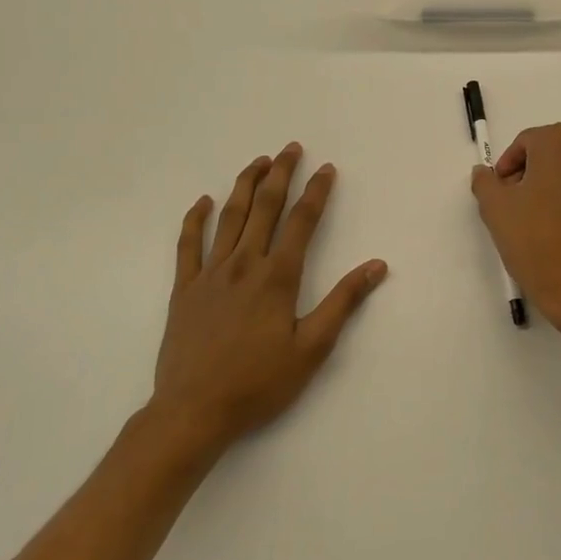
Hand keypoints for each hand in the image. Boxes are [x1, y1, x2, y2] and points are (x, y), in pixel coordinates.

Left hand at [150, 143, 387, 457]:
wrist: (193, 411)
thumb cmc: (259, 383)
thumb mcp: (312, 348)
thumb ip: (343, 302)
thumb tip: (376, 266)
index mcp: (278, 277)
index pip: (302, 222)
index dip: (317, 192)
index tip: (326, 169)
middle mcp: (244, 264)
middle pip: (265, 207)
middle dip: (280, 174)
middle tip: (290, 148)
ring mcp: (210, 274)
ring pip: (230, 217)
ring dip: (245, 185)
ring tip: (257, 161)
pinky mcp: (184, 289)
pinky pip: (188, 245)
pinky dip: (195, 220)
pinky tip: (203, 202)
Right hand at [470, 122, 560, 342]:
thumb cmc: (534, 241)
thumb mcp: (494, 209)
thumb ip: (485, 181)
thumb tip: (486, 172)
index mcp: (559, 143)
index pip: (528, 142)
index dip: (511, 164)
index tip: (504, 189)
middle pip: (560, 154)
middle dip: (542, 172)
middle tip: (527, 204)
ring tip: (558, 218)